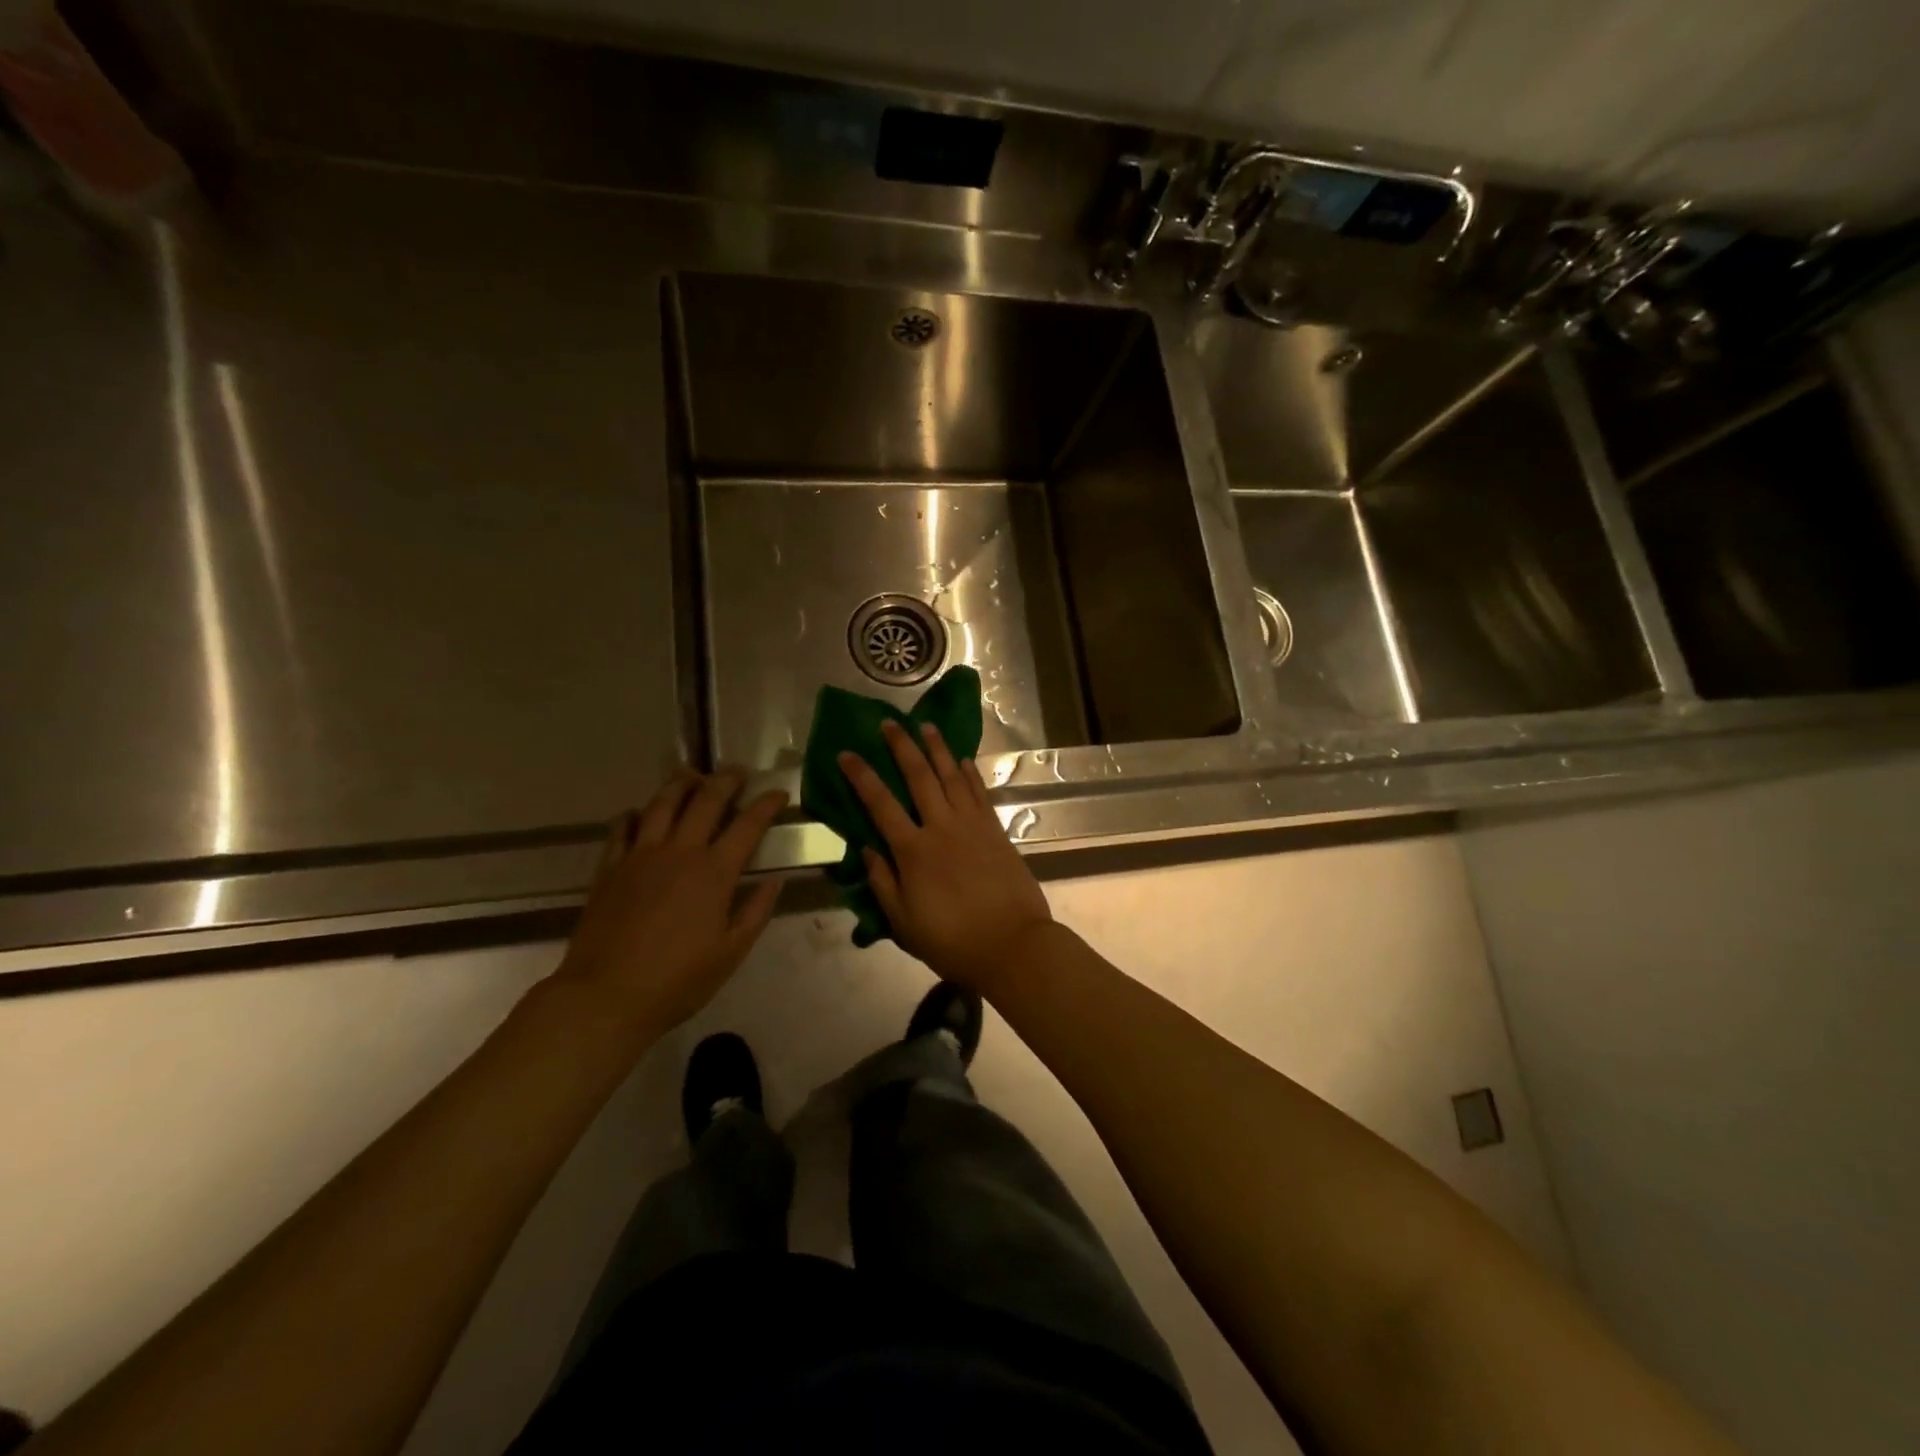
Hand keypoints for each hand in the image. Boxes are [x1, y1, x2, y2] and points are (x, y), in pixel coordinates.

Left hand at [554, 769, 786, 1040]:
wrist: (605, 996)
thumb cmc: (677, 981)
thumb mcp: (731, 953)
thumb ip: (756, 912)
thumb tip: (775, 881)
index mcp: (714, 872)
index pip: (748, 825)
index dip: (766, 804)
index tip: (778, 793)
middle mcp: (679, 852)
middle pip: (705, 800)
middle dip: (726, 780)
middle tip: (737, 772)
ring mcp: (640, 856)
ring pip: (662, 803)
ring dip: (681, 784)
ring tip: (692, 775)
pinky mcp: (610, 868)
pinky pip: (622, 827)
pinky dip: (635, 814)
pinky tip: (641, 813)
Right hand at [839, 721, 1051, 994]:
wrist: (1012, 944)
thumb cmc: (952, 940)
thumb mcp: (903, 922)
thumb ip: (883, 883)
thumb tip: (866, 849)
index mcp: (913, 851)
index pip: (880, 804)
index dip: (861, 776)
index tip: (847, 754)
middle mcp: (941, 828)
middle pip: (919, 777)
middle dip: (901, 747)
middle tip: (888, 722)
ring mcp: (972, 825)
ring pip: (952, 776)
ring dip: (937, 749)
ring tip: (926, 726)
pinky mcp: (996, 830)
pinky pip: (979, 793)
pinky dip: (969, 773)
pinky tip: (962, 759)